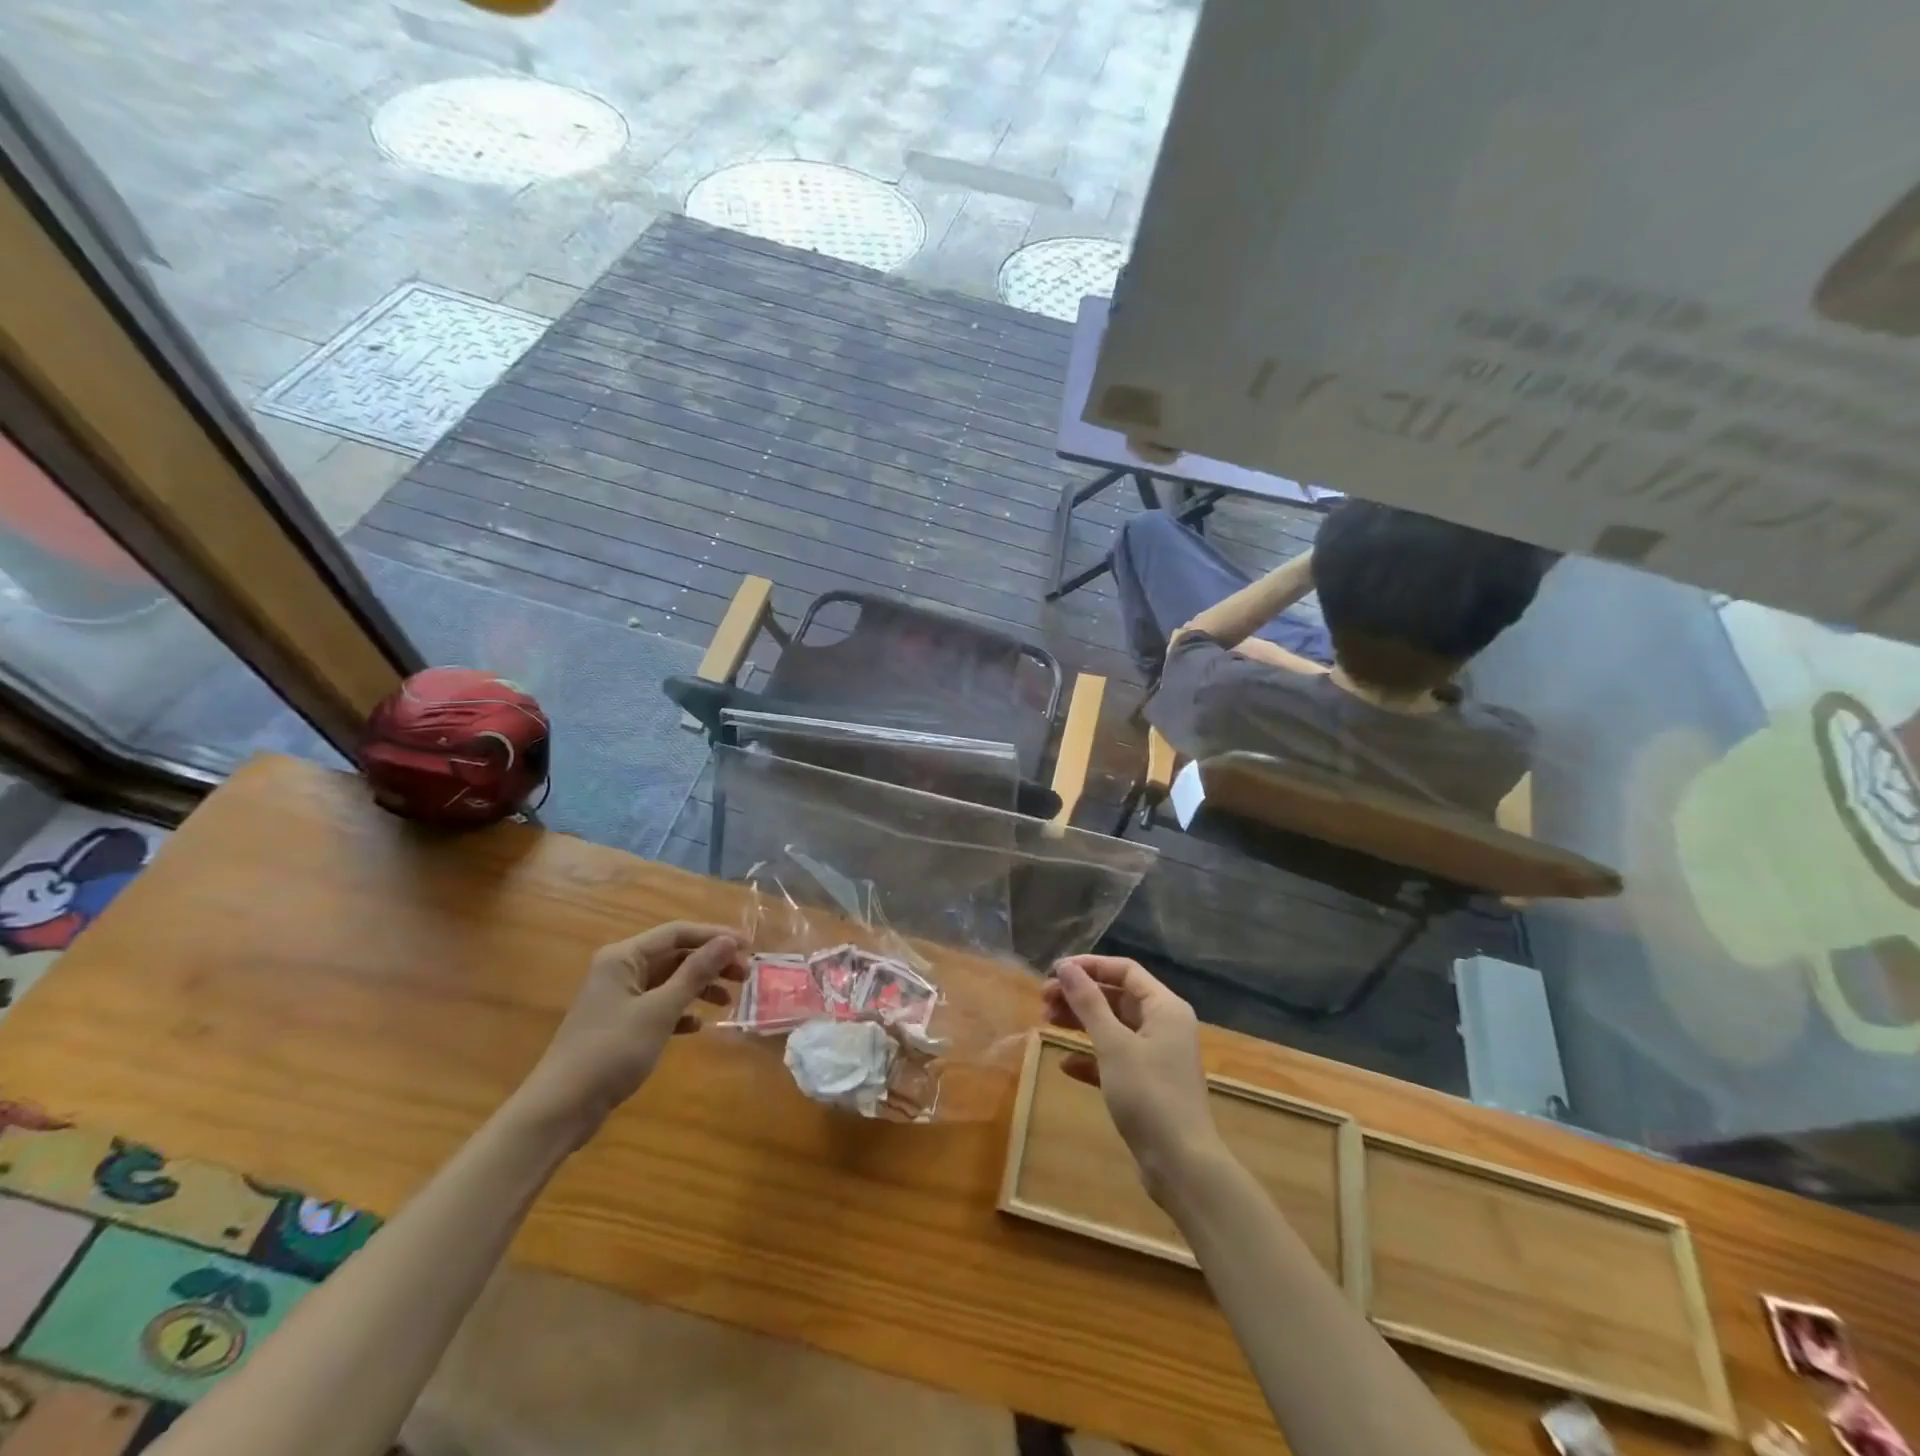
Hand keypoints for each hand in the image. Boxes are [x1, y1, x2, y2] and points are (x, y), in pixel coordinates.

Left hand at [514, 922, 744, 1138]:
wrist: (560, 1108)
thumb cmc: (611, 1051)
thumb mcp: (660, 1010)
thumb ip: (696, 973)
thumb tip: (728, 941)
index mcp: (623, 957)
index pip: (677, 932)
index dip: (715, 936)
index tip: (749, 946)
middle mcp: (620, 970)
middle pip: (674, 955)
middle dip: (710, 962)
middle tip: (744, 976)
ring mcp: (618, 998)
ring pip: (669, 980)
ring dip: (699, 986)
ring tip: (728, 1001)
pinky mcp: (619, 1024)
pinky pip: (658, 1005)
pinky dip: (681, 1011)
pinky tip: (698, 1025)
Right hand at [1044, 955, 1223, 1197]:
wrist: (1181, 1165)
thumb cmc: (1148, 1095)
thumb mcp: (1113, 1045)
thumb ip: (1088, 1003)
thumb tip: (1066, 967)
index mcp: (1165, 1007)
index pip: (1125, 970)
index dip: (1089, 966)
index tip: (1055, 972)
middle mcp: (1165, 1025)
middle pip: (1117, 996)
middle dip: (1080, 995)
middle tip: (1043, 998)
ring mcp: (1157, 1056)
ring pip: (1113, 1026)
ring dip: (1081, 1022)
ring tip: (1046, 1022)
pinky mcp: (1148, 1084)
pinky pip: (1115, 1058)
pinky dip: (1091, 1057)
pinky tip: (1065, 1065)